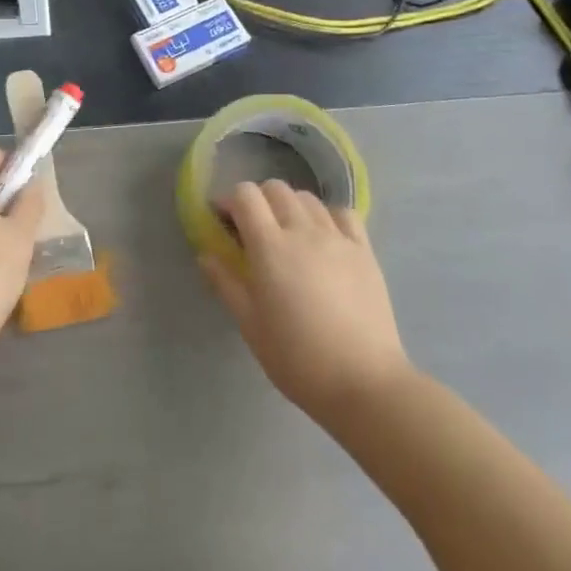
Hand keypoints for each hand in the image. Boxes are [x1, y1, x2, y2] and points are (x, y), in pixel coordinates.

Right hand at [200, 180, 410, 428]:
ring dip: (290, 206)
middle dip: (258, 201)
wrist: (364, 382)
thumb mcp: (250, 325)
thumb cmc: (297, 357)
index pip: (245, 195)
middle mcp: (303, 230)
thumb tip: (205, 254)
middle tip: (253, 230)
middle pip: (275, 189)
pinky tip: (324, 237)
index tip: (224, 221)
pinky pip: (343, 213)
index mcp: (270, 246)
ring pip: (307, 198)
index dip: (230, 201)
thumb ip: (225, 283)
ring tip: (288, 234)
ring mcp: (337, 238)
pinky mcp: (364, 251)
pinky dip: (327, 215)